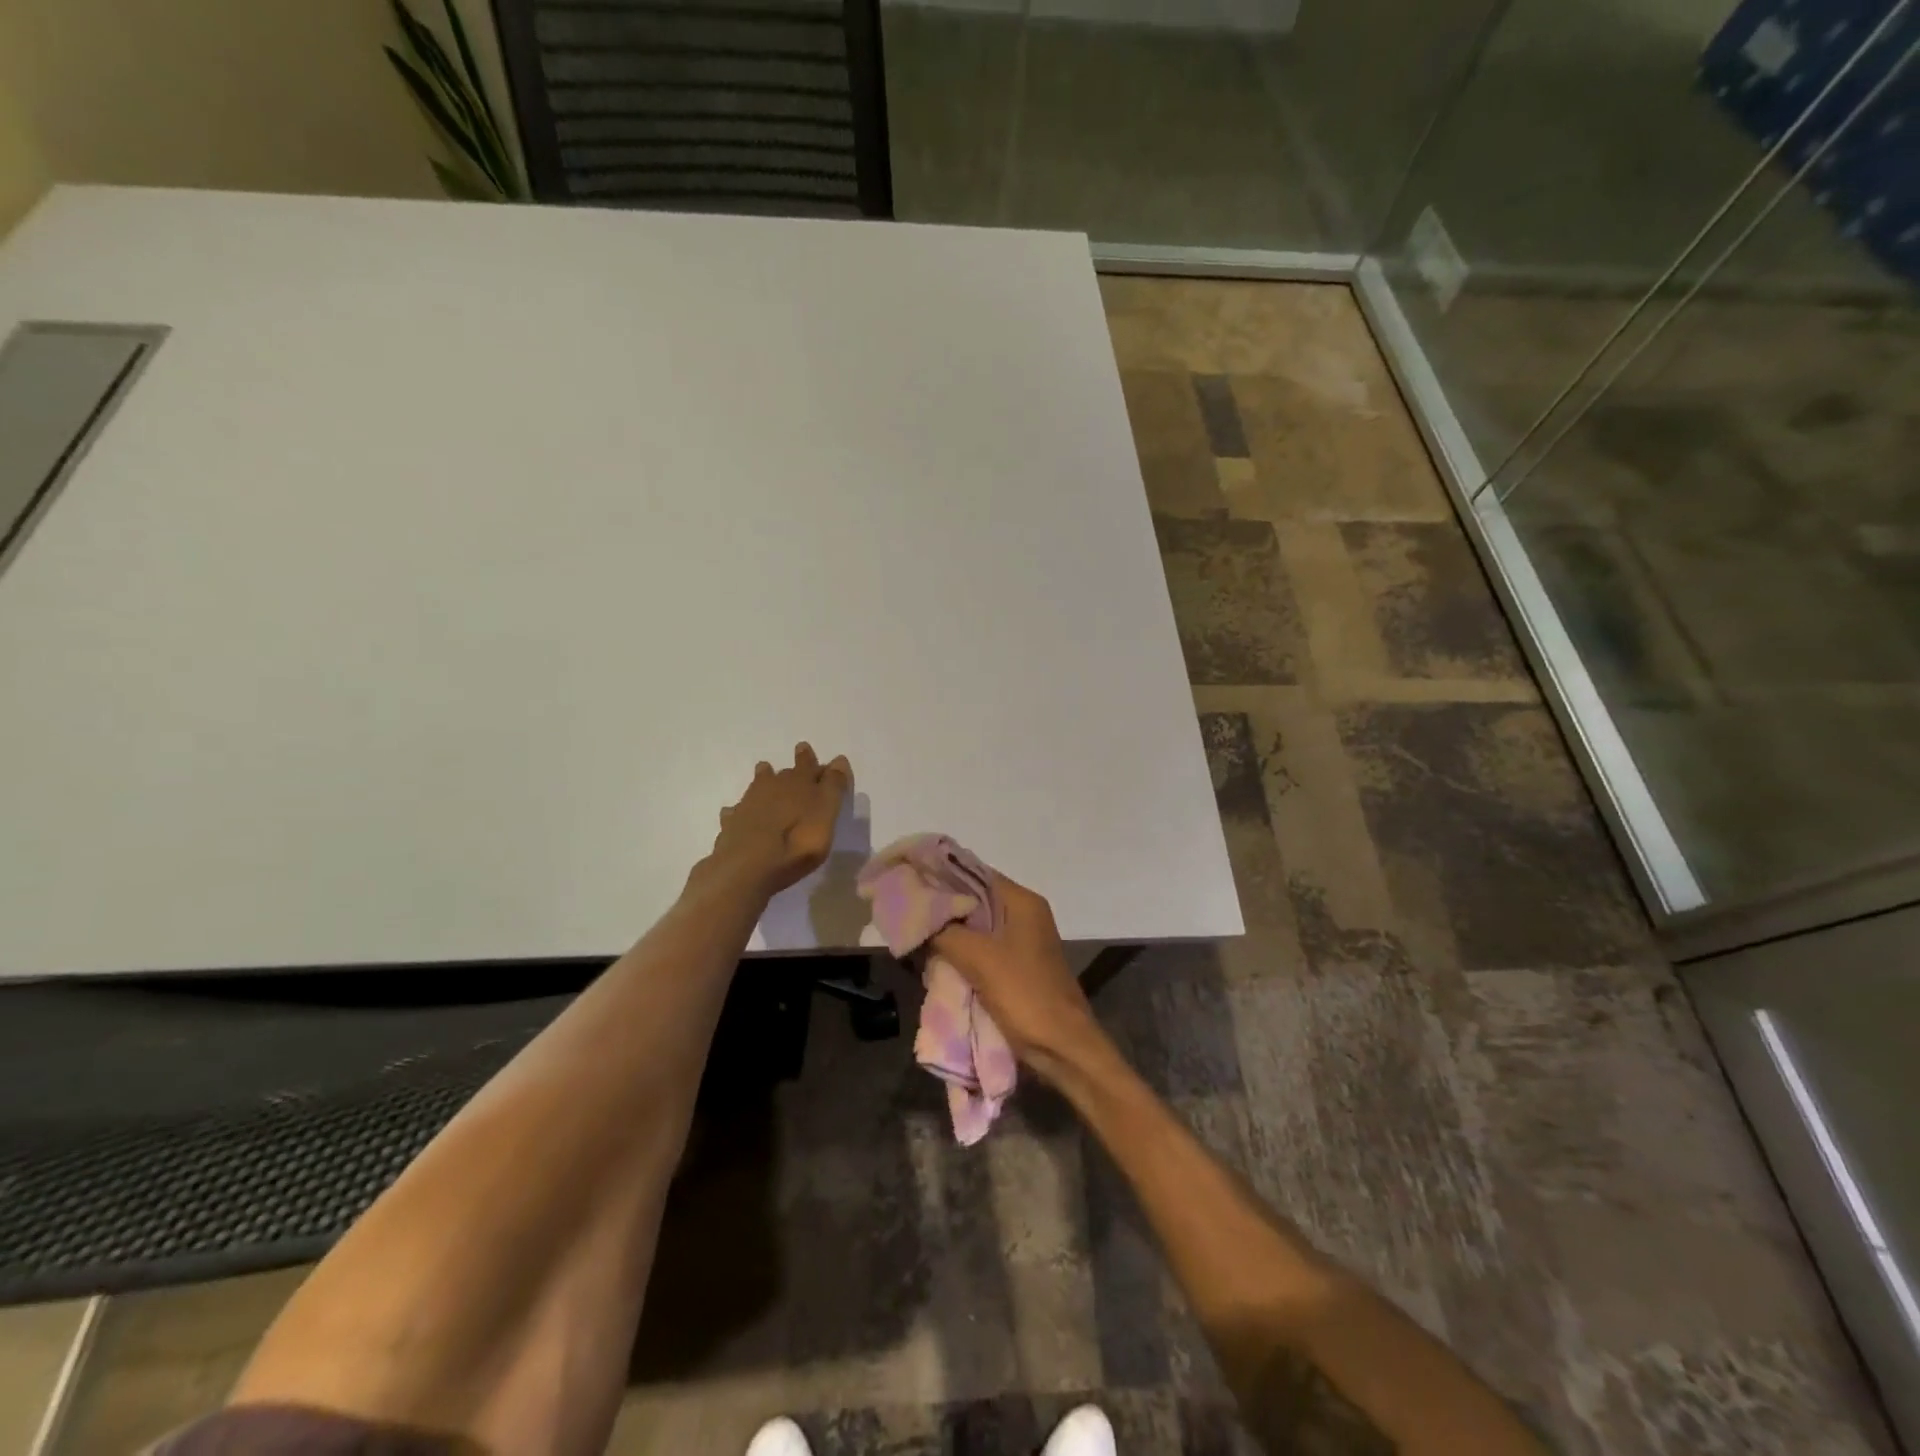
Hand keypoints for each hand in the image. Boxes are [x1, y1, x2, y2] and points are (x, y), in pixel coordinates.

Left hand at [710, 743, 852, 896]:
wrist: (748, 867)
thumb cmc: (797, 842)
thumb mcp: (826, 814)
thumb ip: (833, 786)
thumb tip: (839, 759)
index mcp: (798, 783)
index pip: (807, 765)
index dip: (809, 758)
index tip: (805, 748)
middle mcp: (772, 787)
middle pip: (783, 774)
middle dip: (790, 770)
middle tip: (791, 765)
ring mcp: (749, 805)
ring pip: (758, 786)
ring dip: (763, 780)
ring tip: (765, 773)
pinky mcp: (732, 824)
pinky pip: (737, 811)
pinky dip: (740, 810)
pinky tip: (737, 813)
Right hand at [930, 873, 1106, 1084]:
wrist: (1062, 1048)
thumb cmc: (1024, 994)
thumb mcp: (979, 958)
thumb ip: (945, 932)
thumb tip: (916, 916)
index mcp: (1022, 902)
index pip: (974, 873)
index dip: (941, 876)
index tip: (909, 881)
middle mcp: (1024, 914)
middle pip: (974, 900)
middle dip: (942, 908)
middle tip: (906, 911)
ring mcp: (1022, 942)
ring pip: (976, 927)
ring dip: (949, 933)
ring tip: (914, 934)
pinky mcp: (1017, 967)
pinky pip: (982, 950)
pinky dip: (961, 953)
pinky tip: (934, 959)